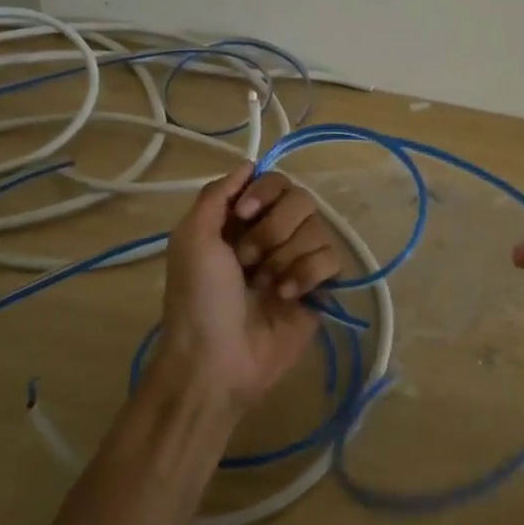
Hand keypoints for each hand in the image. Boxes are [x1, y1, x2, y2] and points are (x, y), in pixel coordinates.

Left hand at [158, 164, 344, 413]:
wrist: (217, 361)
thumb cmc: (198, 299)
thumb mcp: (192, 239)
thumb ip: (218, 194)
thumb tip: (249, 164)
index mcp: (240, 221)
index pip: (274, 181)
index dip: (266, 192)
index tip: (247, 213)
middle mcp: (272, 235)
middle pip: (301, 200)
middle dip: (274, 230)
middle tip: (249, 261)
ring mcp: (297, 261)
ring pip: (318, 229)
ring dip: (287, 257)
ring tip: (266, 286)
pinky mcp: (318, 288)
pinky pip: (332, 259)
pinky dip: (307, 275)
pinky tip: (287, 297)